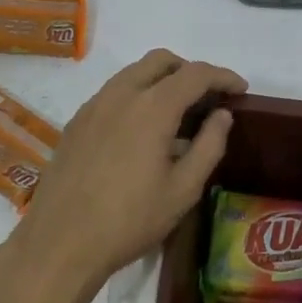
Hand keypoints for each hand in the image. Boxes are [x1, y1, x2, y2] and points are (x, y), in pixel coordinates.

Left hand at [7, 49, 245, 302]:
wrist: (61, 241)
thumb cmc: (130, 220)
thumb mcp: (183, 190)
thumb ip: (209, 146)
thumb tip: (222, 115)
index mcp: (152, 107)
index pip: (195, 74)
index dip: (222, 77)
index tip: (240, 90)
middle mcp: (121, 94)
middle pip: (160, 61)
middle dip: (189, 70)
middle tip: (208, 98)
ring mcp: (93, 105)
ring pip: (133, 73)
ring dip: (160, 80)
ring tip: (177, 113)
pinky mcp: (76, 122)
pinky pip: (113, 92)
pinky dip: (136, 95)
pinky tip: (141, 131)